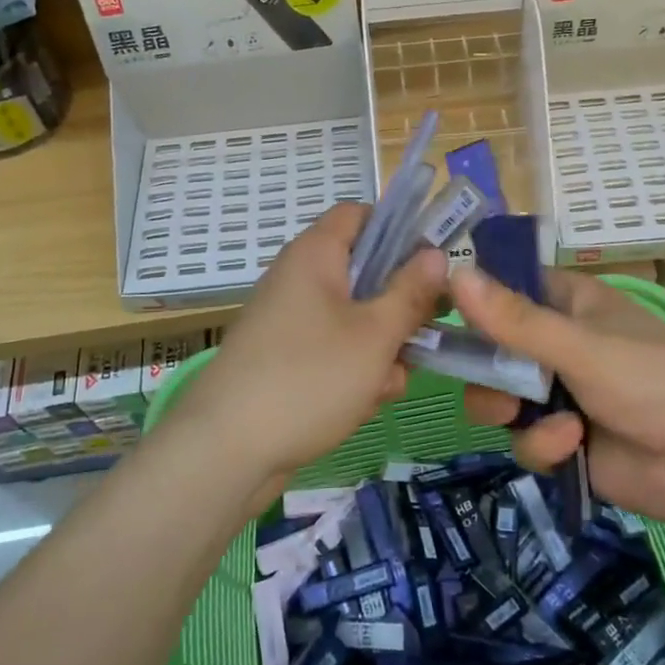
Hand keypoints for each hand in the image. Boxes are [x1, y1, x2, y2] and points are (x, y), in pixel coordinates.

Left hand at [180, 203, 446, 489]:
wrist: (228, 450)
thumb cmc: (310, 377)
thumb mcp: (375, 334)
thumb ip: (411, 291)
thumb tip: (436, 254)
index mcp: (315, 254)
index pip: (360, 214)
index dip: (398, 230)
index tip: (430, 266)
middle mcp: (299, 278)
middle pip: (364, 272)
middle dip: (397, 306)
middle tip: (422, 335)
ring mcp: (290, 320)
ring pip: (354, 318)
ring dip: (380, 347)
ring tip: (386, 383)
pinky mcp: (285, 358)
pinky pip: (332, 349)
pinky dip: (353, 370)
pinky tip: (363, 403)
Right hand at [449, 267, 664, 532]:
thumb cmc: (653, 381)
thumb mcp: (580, 346)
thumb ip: (514, 319)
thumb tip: (453, 273)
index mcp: (570, 304)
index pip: (507, 287)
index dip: (473, 297)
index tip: (436, 311)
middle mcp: (560, 344)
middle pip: (494, 348)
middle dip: (485, 368)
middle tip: (480, 377)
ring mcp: (561, 394)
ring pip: (501, 397)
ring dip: (508, 409)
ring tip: (519, 415)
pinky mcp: (565, 441)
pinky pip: (526, 437)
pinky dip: (542, 443)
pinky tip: (570, 446)